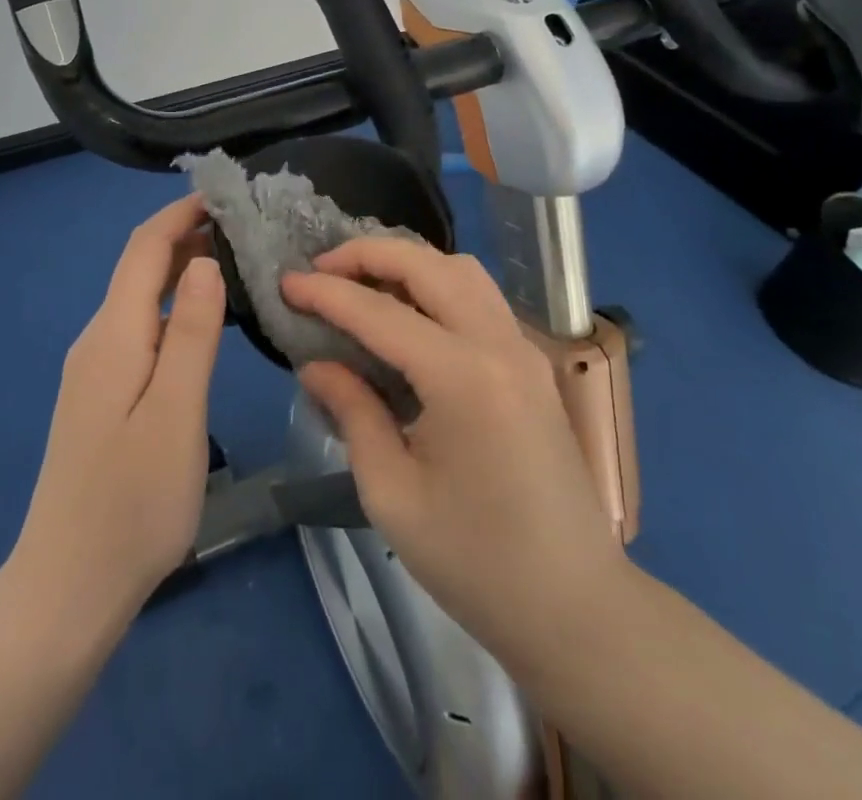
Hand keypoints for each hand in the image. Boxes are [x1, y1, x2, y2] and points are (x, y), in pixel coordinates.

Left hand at [9, 195, 224, 632]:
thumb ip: (192, 334)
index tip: (227, 194)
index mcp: (114, 335)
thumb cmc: (132, 503)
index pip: (145, 248)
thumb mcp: (176, 415)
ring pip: (140, 296)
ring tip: (235, 261)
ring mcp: (96, 369)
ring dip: (181, 268)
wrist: (66, 587)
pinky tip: (204, 320)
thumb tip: (205, 261)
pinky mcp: (102, 394)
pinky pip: (140, 327)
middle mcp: (98, 339)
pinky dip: (173, 305)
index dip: (181, 213)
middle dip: (186, 235)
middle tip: (246, 227)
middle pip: (139, 267)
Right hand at [283, 239, 624, 670]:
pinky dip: (437, 284)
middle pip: (428, 265)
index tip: (285, 283)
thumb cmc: (475, 562)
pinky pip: (480, 296)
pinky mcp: (531, 362)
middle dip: (368, 254)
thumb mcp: (392, 495)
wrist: (575, 606)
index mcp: (463, 378)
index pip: (380, 313)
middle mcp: (499, 344)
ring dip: (408, 262)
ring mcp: (523, 348)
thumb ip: (353, 413)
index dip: (326, 293)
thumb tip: (316, 364)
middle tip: (321, 269)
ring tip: (362, 283)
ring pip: (461, 269)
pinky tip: (408, 313)